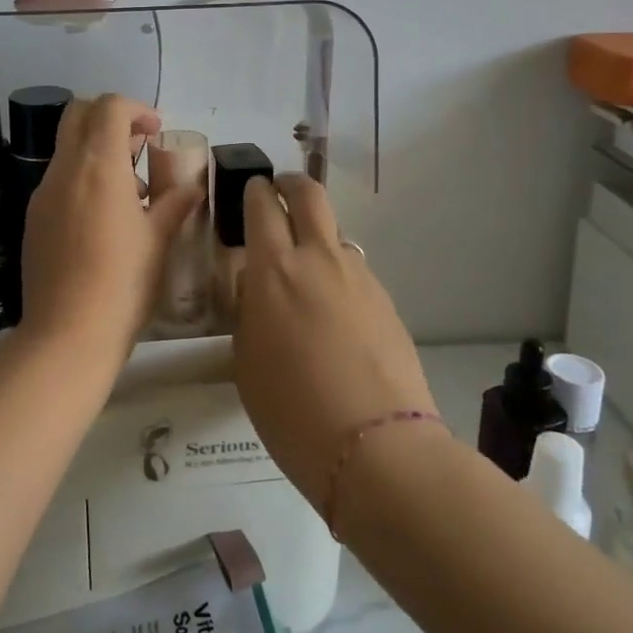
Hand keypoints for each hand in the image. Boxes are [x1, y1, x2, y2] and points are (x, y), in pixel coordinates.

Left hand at [20, 95, 202, 348]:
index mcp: (97, 165)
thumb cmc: (123, 282)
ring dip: (97, 151)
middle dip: (110, 119)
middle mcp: (64, 170)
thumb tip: (193, 186)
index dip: (136, 109)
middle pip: (79, 115)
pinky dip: (82, 179)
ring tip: (132, 192)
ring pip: (67, 148)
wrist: (67, 334)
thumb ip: (176, 203)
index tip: (156, 132)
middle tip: (140, 148)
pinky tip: (104, 218)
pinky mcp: (33, 218)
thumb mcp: (158, 239)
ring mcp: (43, 194)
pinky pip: (59, 180)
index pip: (109, 107)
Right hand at [233, 174, 436, 507]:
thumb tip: (255, 285)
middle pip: (309, 194)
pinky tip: (333, 311)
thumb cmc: (291, 409)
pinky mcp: (386, 299)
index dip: (253, 191)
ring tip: (304, 271)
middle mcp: (318, 258)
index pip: (261, 205)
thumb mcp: (246, 360)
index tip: (248, 192)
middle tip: (277, 195)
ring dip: (316, 235)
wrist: (377, 447)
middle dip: (290, 185)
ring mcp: (359, 276)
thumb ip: (247, 310)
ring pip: (335, 232)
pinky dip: (338, 271)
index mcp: (274, 269)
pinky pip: (354, 268)